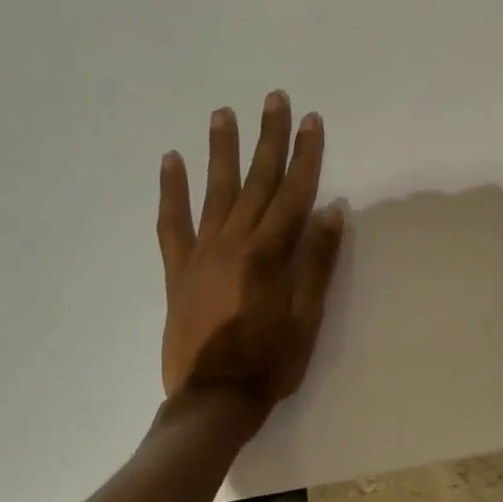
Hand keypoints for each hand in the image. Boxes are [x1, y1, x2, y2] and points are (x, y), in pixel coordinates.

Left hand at [158, 92, 345, 411]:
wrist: (212, 402)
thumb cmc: (270, 362)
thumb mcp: (308, 317)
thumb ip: (318, 261)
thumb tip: (332, 209)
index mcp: (268, 254)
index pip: (294, 192)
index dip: (306, 154)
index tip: (311, 120)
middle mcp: (233, 242)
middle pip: (256, 181)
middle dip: (268, 138)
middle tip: (273, 99)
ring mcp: (201, 254)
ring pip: (214, 191)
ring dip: (221, 150)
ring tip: (222, 113)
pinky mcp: (178, 270)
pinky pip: (171, 223)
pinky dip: (170, 191)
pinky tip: (170, 162)